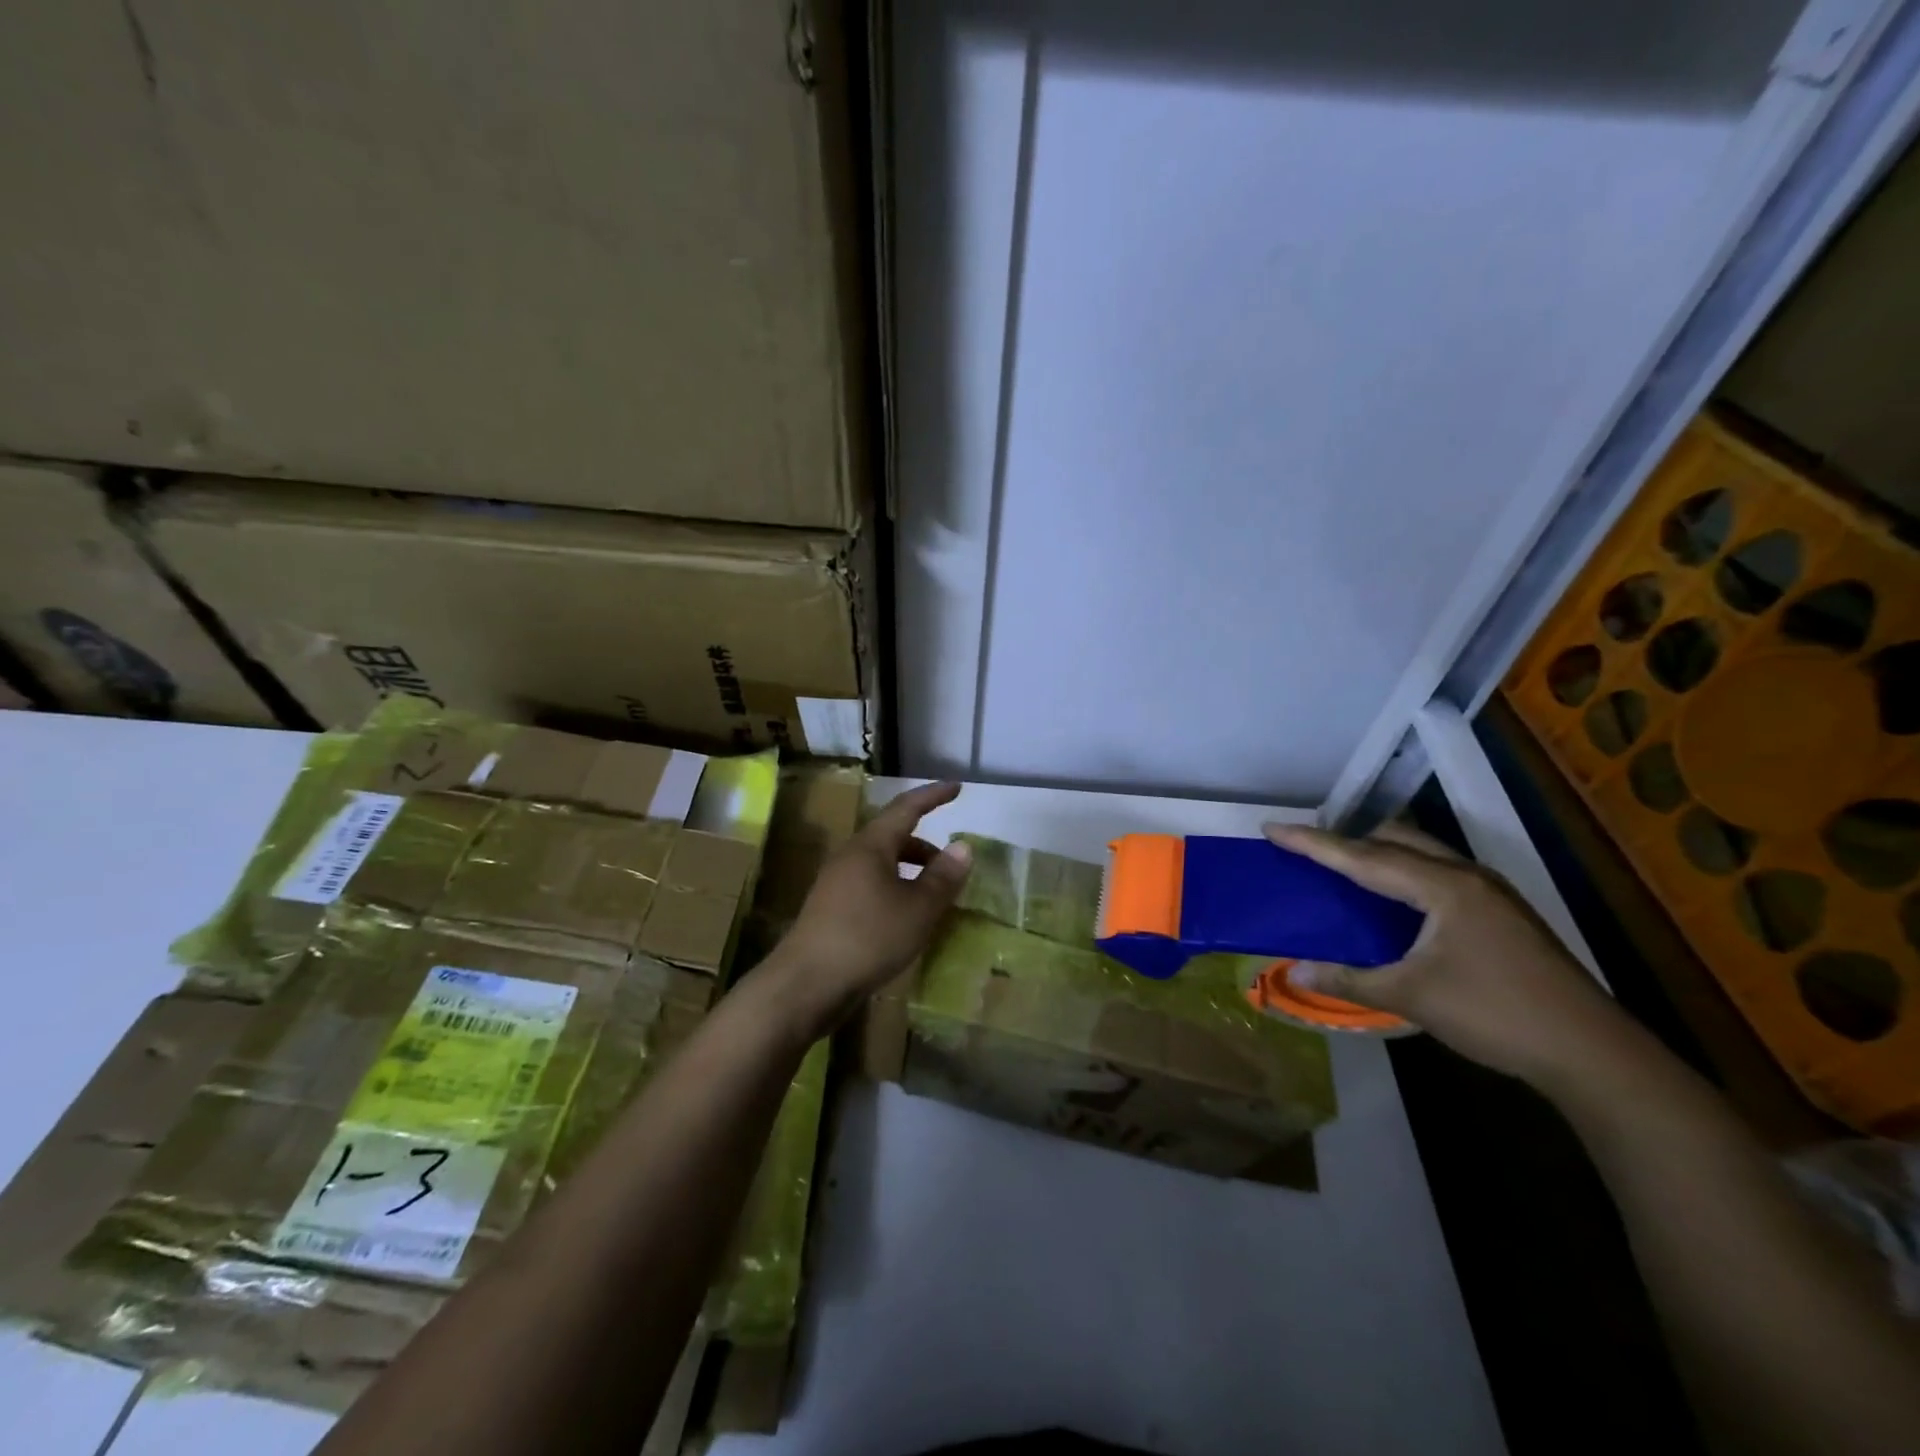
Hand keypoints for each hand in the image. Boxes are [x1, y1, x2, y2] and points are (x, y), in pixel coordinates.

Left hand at [766, 781, 972, 1033]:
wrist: (806, 984)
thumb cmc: (868, 938)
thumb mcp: (918, 909)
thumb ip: (943, 877)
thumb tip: (963, 846)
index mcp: (871, 846)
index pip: (906, 808)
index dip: (933, 796)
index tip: (956, 787)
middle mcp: (850, 856)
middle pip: (892, 837)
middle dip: (924, 846)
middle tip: (951, 864)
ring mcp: (835, 883)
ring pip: (881, 864)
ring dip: (909, 871)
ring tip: (932, 896)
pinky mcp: (830, 909)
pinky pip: (870, 885)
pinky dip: (894, 890)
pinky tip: (904, 918)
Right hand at [1263, 822, 1637, 1089]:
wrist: (1593, 1053)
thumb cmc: (1496, 1015)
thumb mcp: (1412, 997)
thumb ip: (1350, 979)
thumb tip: (1295, 972)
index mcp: (1442, 887)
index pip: (1362, 857)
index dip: (1312, 843)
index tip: (1272, 829)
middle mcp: (1466, 876)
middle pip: (1395, 839)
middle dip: (1347, 839)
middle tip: (1307, 849)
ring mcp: (1490, 893)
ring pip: (1421, 853)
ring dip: (1378, 854)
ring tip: (1343, 868)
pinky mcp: (1501, 913)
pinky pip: (1437, 873)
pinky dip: (1403, 873)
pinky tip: (1394, 901)